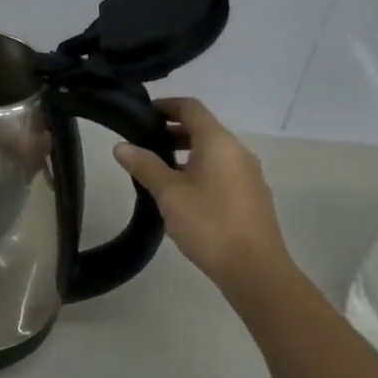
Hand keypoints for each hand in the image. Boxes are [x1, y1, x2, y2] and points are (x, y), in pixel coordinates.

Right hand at [114, 98, 291, 297]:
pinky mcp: (252, 197)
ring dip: (185, 153)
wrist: (256, 272)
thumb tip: (121, 146)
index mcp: (218, 142)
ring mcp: (249, 175)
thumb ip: (145, 166)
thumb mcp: (169, 193)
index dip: (165, 105)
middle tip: (143, 144)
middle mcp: (238, 151)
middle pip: (202, 129)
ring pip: (212, 152)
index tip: (141, 114)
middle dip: (172, 132)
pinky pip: (222, 171)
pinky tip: (182, 196)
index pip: (190, 108)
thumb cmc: (209, 224)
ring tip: (158, 172)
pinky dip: (200, 171)